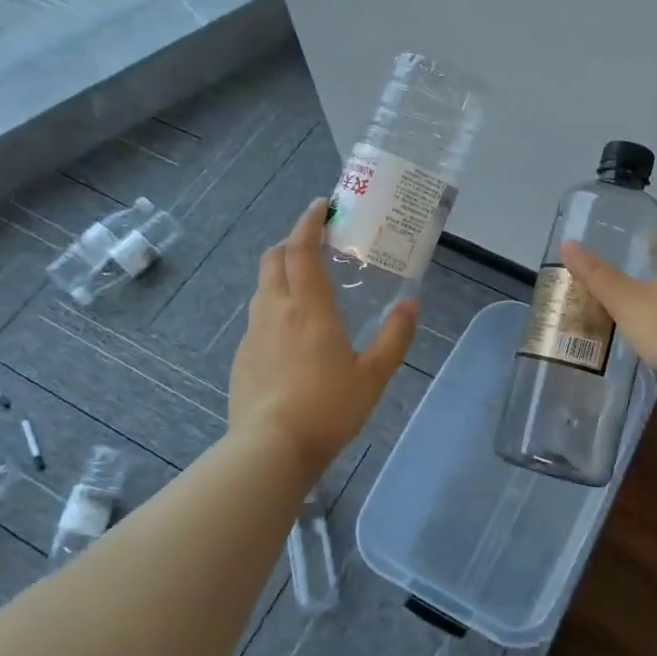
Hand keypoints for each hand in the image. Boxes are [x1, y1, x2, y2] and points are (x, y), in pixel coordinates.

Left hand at [228, 199, 416, 469]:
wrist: (270, 449)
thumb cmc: (328, 407)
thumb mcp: (374, 374)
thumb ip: (395, 336)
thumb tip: (413, 303)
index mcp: (309, 307)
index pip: (301, 249)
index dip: (309, 222)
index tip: (322, 206)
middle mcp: (276, 310)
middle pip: (274, 258)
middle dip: (292, 241)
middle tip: (317, 244)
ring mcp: (254, 333)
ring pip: (263, 286)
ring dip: (282, 272)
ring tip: (307, 285)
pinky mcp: (243, 356)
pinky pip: (259, 316)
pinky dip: (275, 304)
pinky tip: (292, 331)